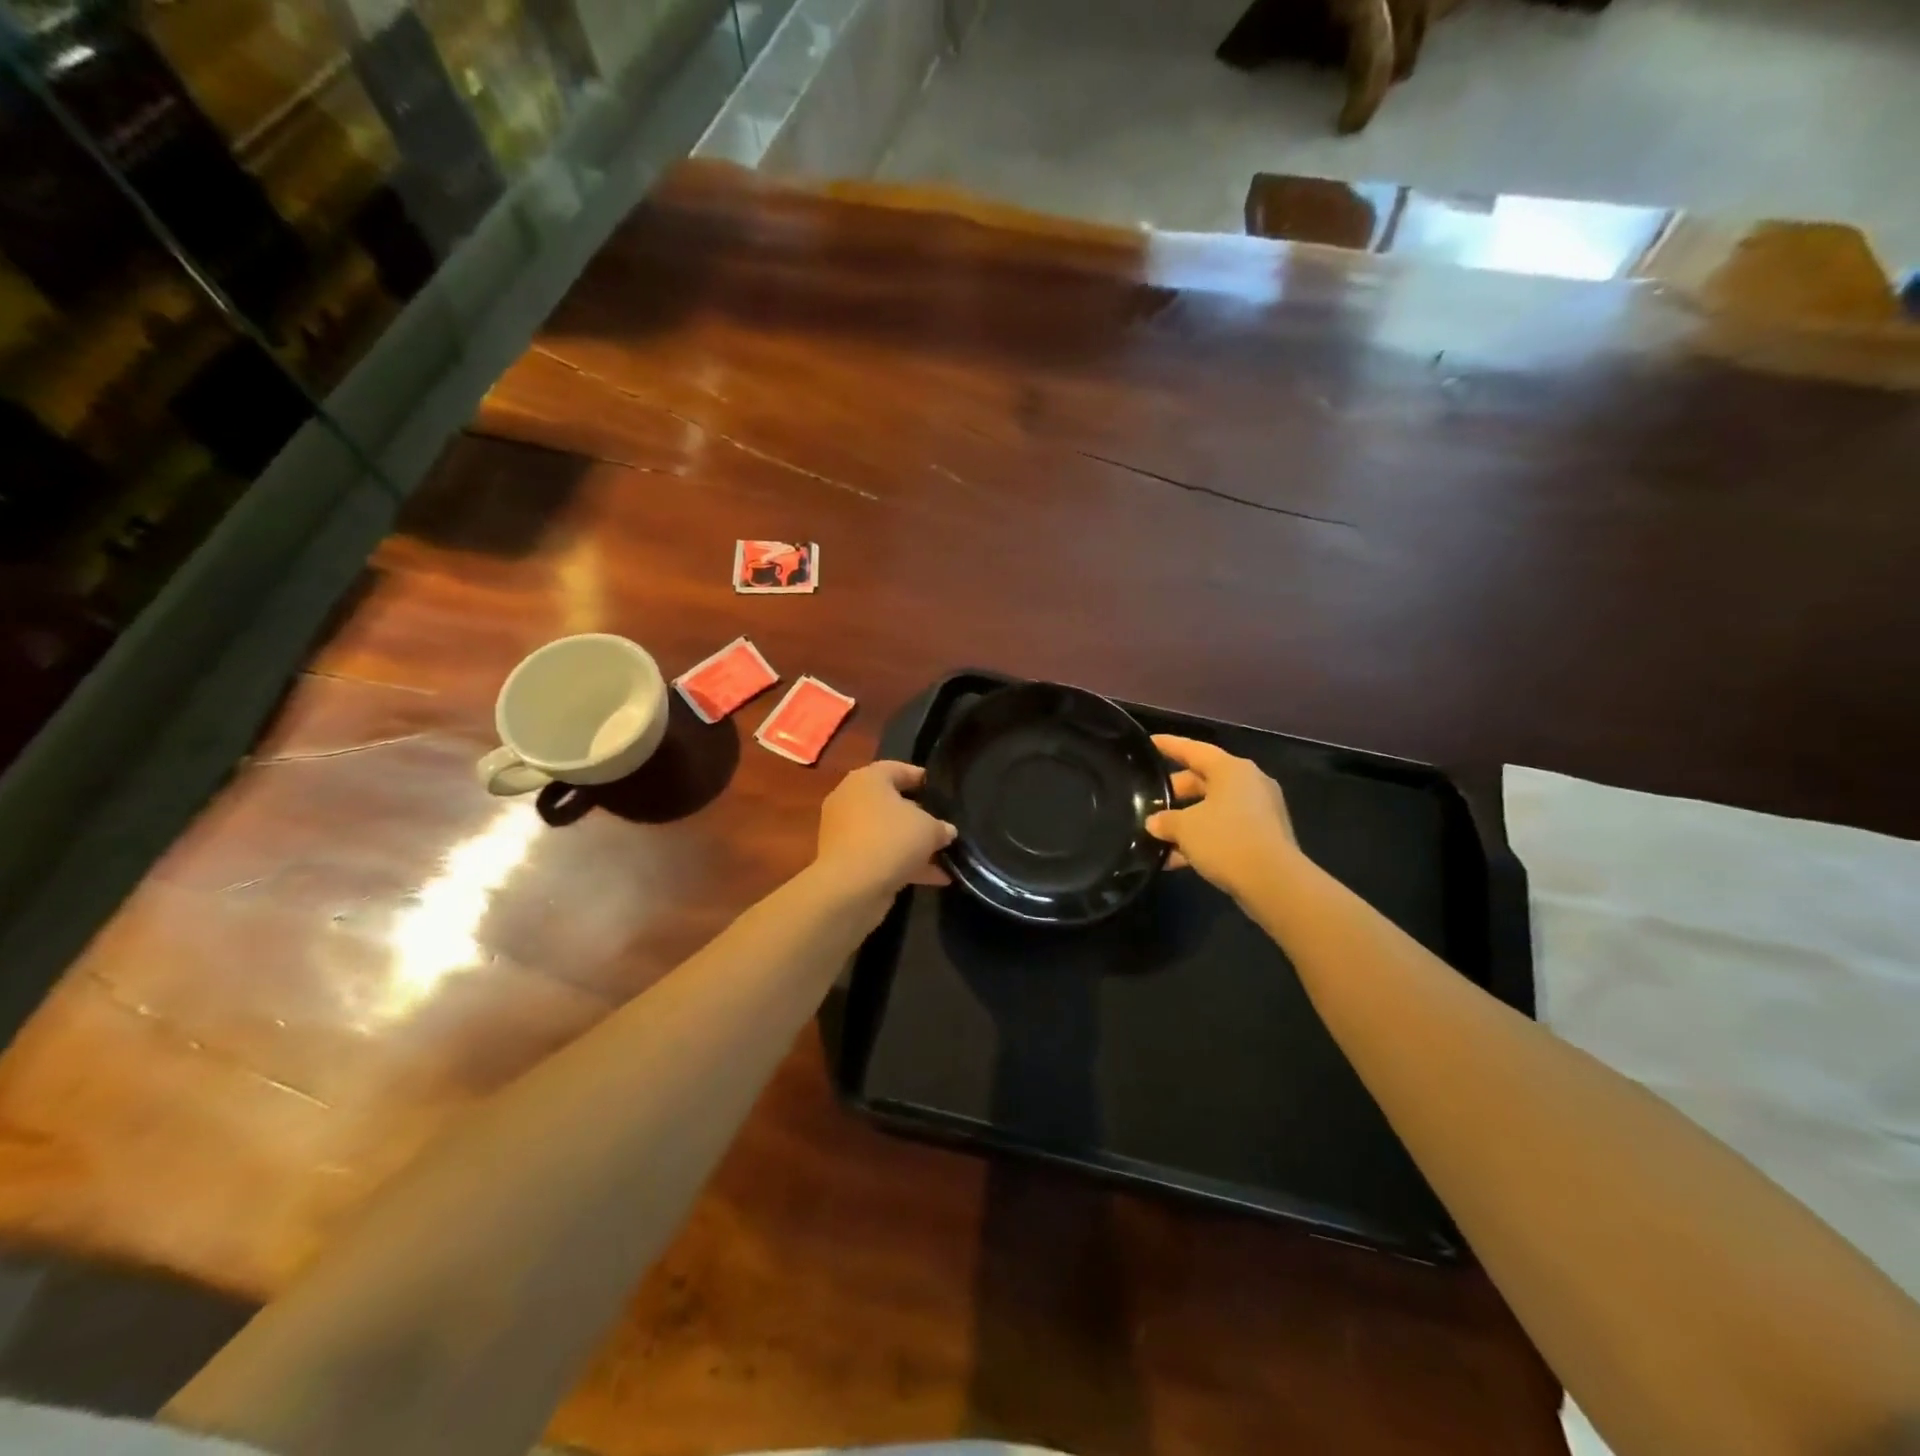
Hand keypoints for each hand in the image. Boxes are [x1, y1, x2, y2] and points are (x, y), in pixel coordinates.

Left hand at [811, 761, 955, 906]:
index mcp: (867, 780)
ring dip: (914, 845)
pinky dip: (905, 864)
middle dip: (919, 816)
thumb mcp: (929, 828)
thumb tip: (946, 831)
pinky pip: (880, 856)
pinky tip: (936, 879)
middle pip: (890, 803)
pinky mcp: (846, 861)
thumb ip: (941, 827)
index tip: (941, 790)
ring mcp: (845, 832)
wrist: (850, 888)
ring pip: (886, 833)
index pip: (897, 769)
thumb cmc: (890, 840)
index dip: (921, 777)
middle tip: (943, 825)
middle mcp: (851, 800)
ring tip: (945, 856)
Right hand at [1146, 735, 1300, 900]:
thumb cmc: (1226, 839)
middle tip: (1150, 801)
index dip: (1170, 745)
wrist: (1273, 882)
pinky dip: (1203, 839)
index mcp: (1232, 770)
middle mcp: (1249, 783)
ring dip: (1187, 822)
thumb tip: (1154, 822)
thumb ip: (1165, 820)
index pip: (1194, 750)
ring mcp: (1260, 811)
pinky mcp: (1264, 837)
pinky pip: (1226, 830)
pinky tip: (1177, 860)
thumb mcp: (1185, 828)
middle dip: (1176, 792)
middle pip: (1204, 780)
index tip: (1149, 742)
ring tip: (1159, 837)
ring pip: (1214, 808)